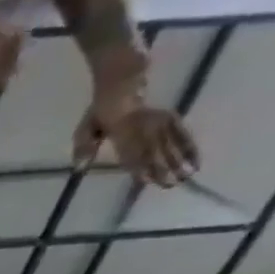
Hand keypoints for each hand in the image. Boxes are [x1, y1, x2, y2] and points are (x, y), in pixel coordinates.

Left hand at [74, 78, 199, 186]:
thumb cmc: (99, 115)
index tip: (146, 180)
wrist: (120, 89)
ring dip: (180, 160)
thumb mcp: (85, 130)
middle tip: (170, 184)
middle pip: (155, 150)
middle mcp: (144, 127)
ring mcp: (160, 121)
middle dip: (163, 168)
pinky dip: (190, 147)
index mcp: (122, 132)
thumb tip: (79, 168)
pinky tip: (196, 161)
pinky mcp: (171, 118)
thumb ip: (83, 148)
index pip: (131, 153)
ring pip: (171, 143)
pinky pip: (183, 134)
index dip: (138, 167)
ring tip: (186, 176)